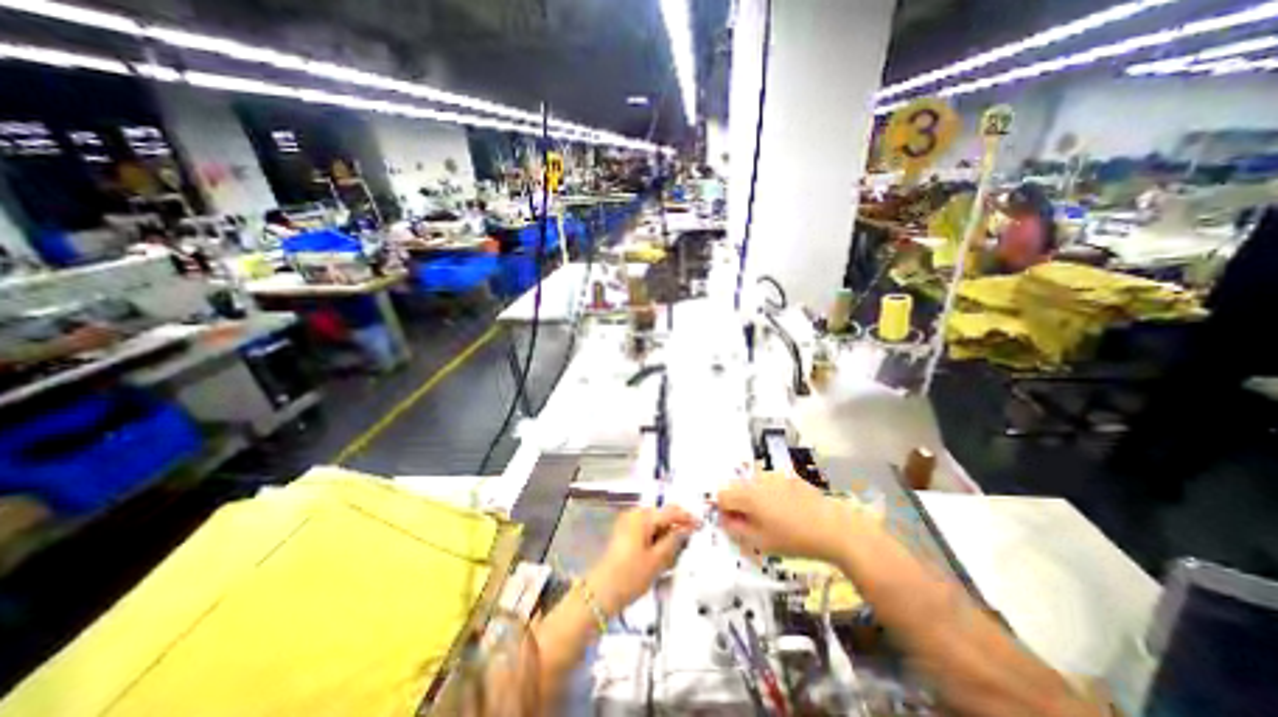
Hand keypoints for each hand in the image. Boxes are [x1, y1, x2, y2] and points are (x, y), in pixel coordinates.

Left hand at [587, 505, 698, 616]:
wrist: (600, 593)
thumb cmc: (630, 576)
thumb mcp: (657, 560)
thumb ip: (673, 540)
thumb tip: (686, 528)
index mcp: (643, 517)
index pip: (670, 512)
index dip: (687, 518)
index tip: (700, 525)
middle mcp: (634, 514)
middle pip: (661, 515)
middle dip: (675, 526)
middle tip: (687, 543)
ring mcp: (627, 523)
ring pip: (654, 524)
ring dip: (665, 534)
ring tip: (674, 553)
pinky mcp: (623, 534)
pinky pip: (645, 530)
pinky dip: (655, 538)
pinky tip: (659, 555)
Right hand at [717, 470, 879, 564]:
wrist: (834, 528)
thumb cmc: (794, 539)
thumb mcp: (760, 542)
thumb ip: (736, 529)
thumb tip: (724, 520)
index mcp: (748, 494)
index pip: (722, 495)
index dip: (724, 511)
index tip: (736, 525)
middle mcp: (757, 479)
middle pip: (736, 486)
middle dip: (739, 503)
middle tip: (754, 523)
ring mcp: (775, 475)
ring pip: (752, 483)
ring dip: (754, 498)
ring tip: (773, 516)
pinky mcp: (789, 476)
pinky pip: (769, 482)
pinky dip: (770, 493)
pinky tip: (787, 509)